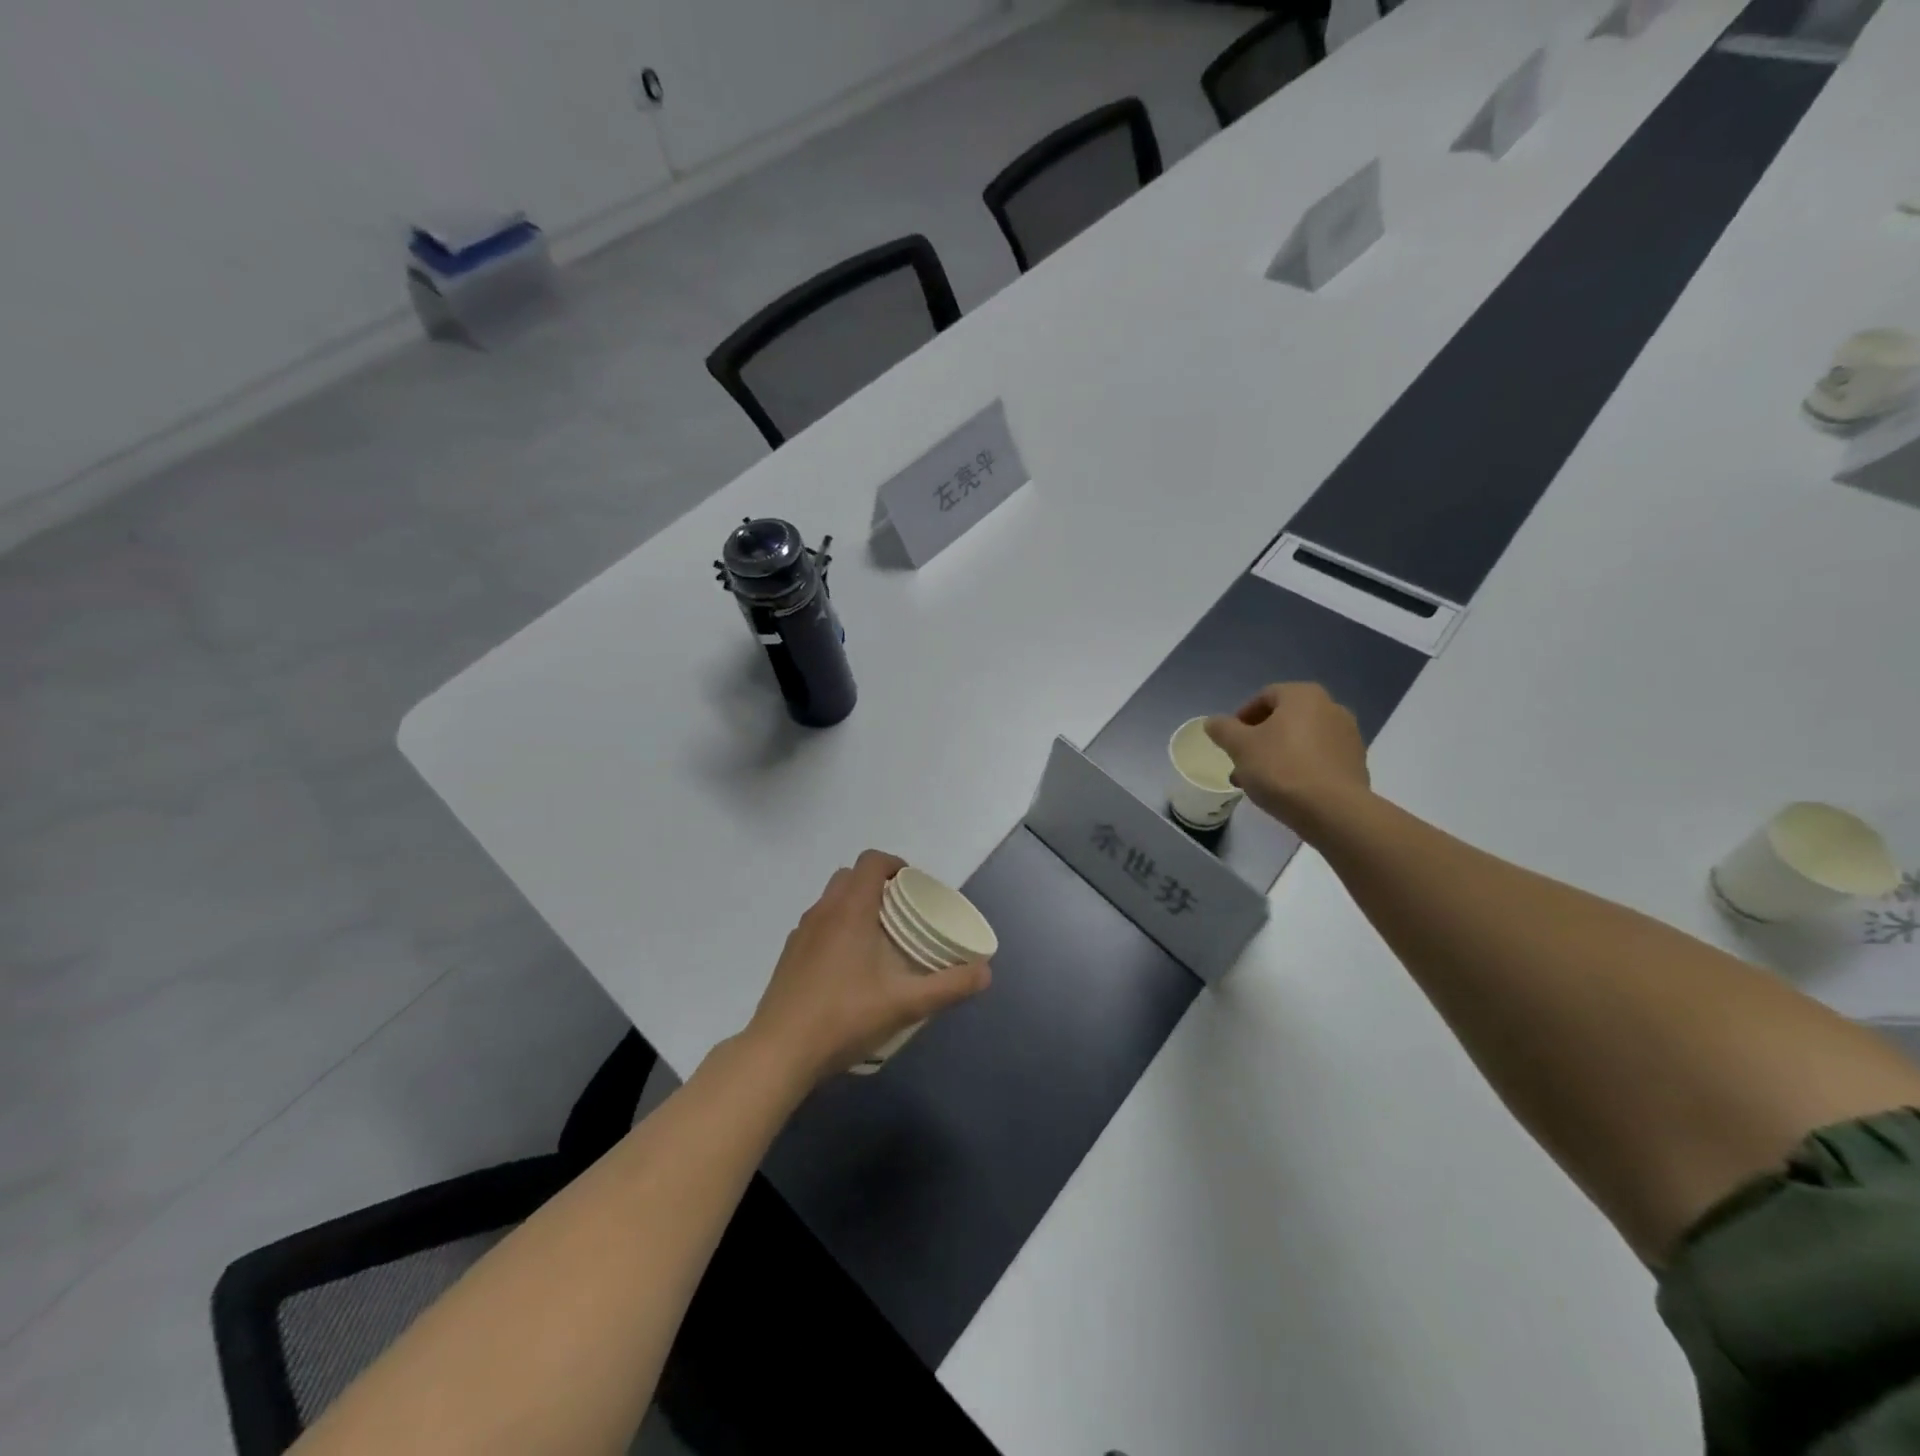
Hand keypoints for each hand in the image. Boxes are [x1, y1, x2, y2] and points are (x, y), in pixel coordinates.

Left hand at [743, 850, 990, 1084]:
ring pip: (831, 900)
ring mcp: (801, 933)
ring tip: (879, 938)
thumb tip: (985, 972)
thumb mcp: (905, 1004)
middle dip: (877, 883)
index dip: (895, 864)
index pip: (871, 862)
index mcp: (850, 910)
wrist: (779, 1052)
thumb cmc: (844, 1018)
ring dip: (855, 904)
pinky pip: (817, 924)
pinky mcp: (789, 955)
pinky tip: (849, 967)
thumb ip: (949, 986)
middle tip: (901, 911)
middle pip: (850, 876)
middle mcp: (823, 911)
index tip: (914, 885)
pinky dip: (836, 927)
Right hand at [1204, 682, 1370, 834]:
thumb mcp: (1240, 747)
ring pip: (1300, 741)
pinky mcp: (1355, 764)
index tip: (1229, 741)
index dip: (1241, 717)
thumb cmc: (1281, 768)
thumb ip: (1223, 729)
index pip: (1264, 696)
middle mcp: (1331, 708)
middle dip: (1258, 740)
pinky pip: (1318, 759)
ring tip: (1257, 782)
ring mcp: (1348, 736)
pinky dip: (1299, 768)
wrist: (1333, 811)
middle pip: (1284, 719)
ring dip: (1277, 755)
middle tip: (1240, 762)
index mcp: (1303, 695)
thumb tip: (1213, 722)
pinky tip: (1284, 791)